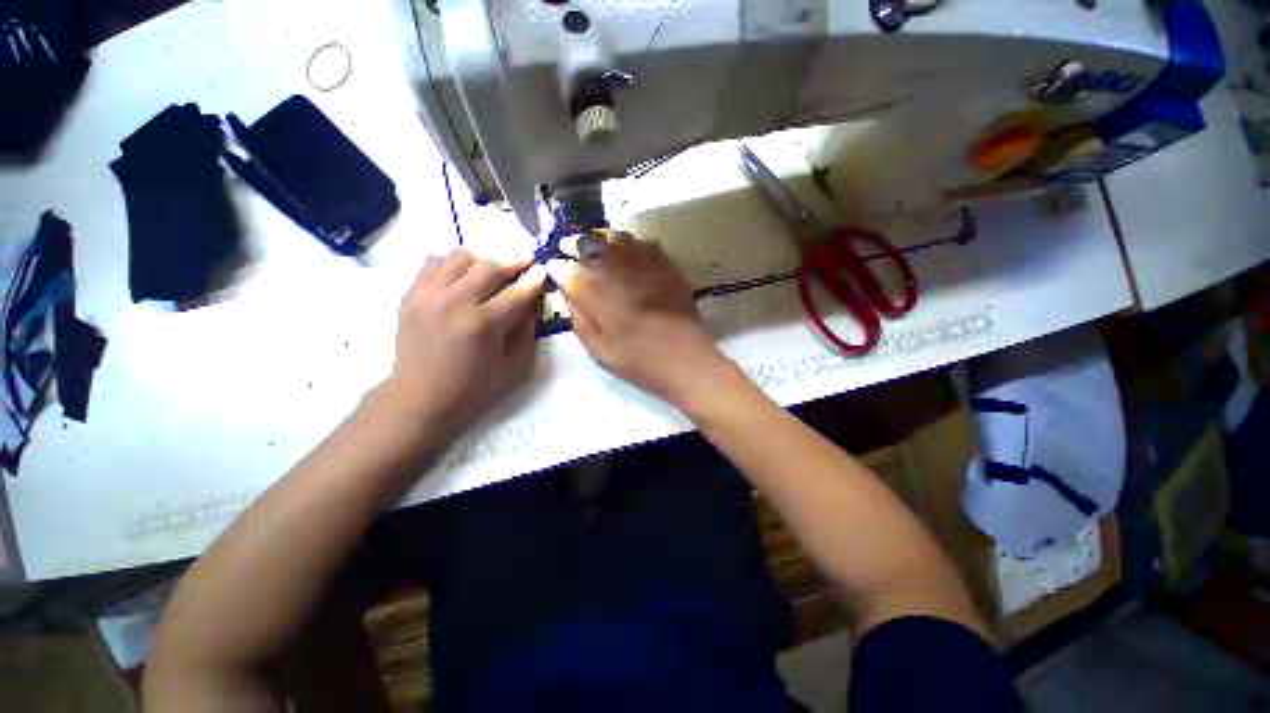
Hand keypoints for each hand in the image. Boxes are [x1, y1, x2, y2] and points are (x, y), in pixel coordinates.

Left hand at [386, 249, 545, 436]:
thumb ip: (527, 329)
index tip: (543, 270)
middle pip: (489, 265)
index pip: (517, 291)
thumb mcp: (514, 365)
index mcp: (482, 324)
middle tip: (524, 264)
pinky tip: (463, 277)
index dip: (534, 279)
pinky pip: (434, 262)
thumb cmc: (473, 387)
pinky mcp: (410, 295)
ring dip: (483, 259)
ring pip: (459, 256)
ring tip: (492, 270)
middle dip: (512, 261)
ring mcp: (427, 295)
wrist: (420, 398)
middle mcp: (454, 302)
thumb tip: (532, 301)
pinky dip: (453, 263)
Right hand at [546, 233, 729, 405]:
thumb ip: (580, 320)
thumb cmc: (640, 362)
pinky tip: (626, 254)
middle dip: (573, 245)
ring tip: (593, 246)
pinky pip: (642, 243)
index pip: (567, 269)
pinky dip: (628, 244)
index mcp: (597, 294)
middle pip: (588, 244)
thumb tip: (569, 295)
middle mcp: (617, 271)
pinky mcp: (665, 264)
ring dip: (599, 239)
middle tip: (566, 249)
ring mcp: (644, 264)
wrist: (686, 359)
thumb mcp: (600, 351)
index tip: (553, 267)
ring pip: (614, 237)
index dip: (557, 267)